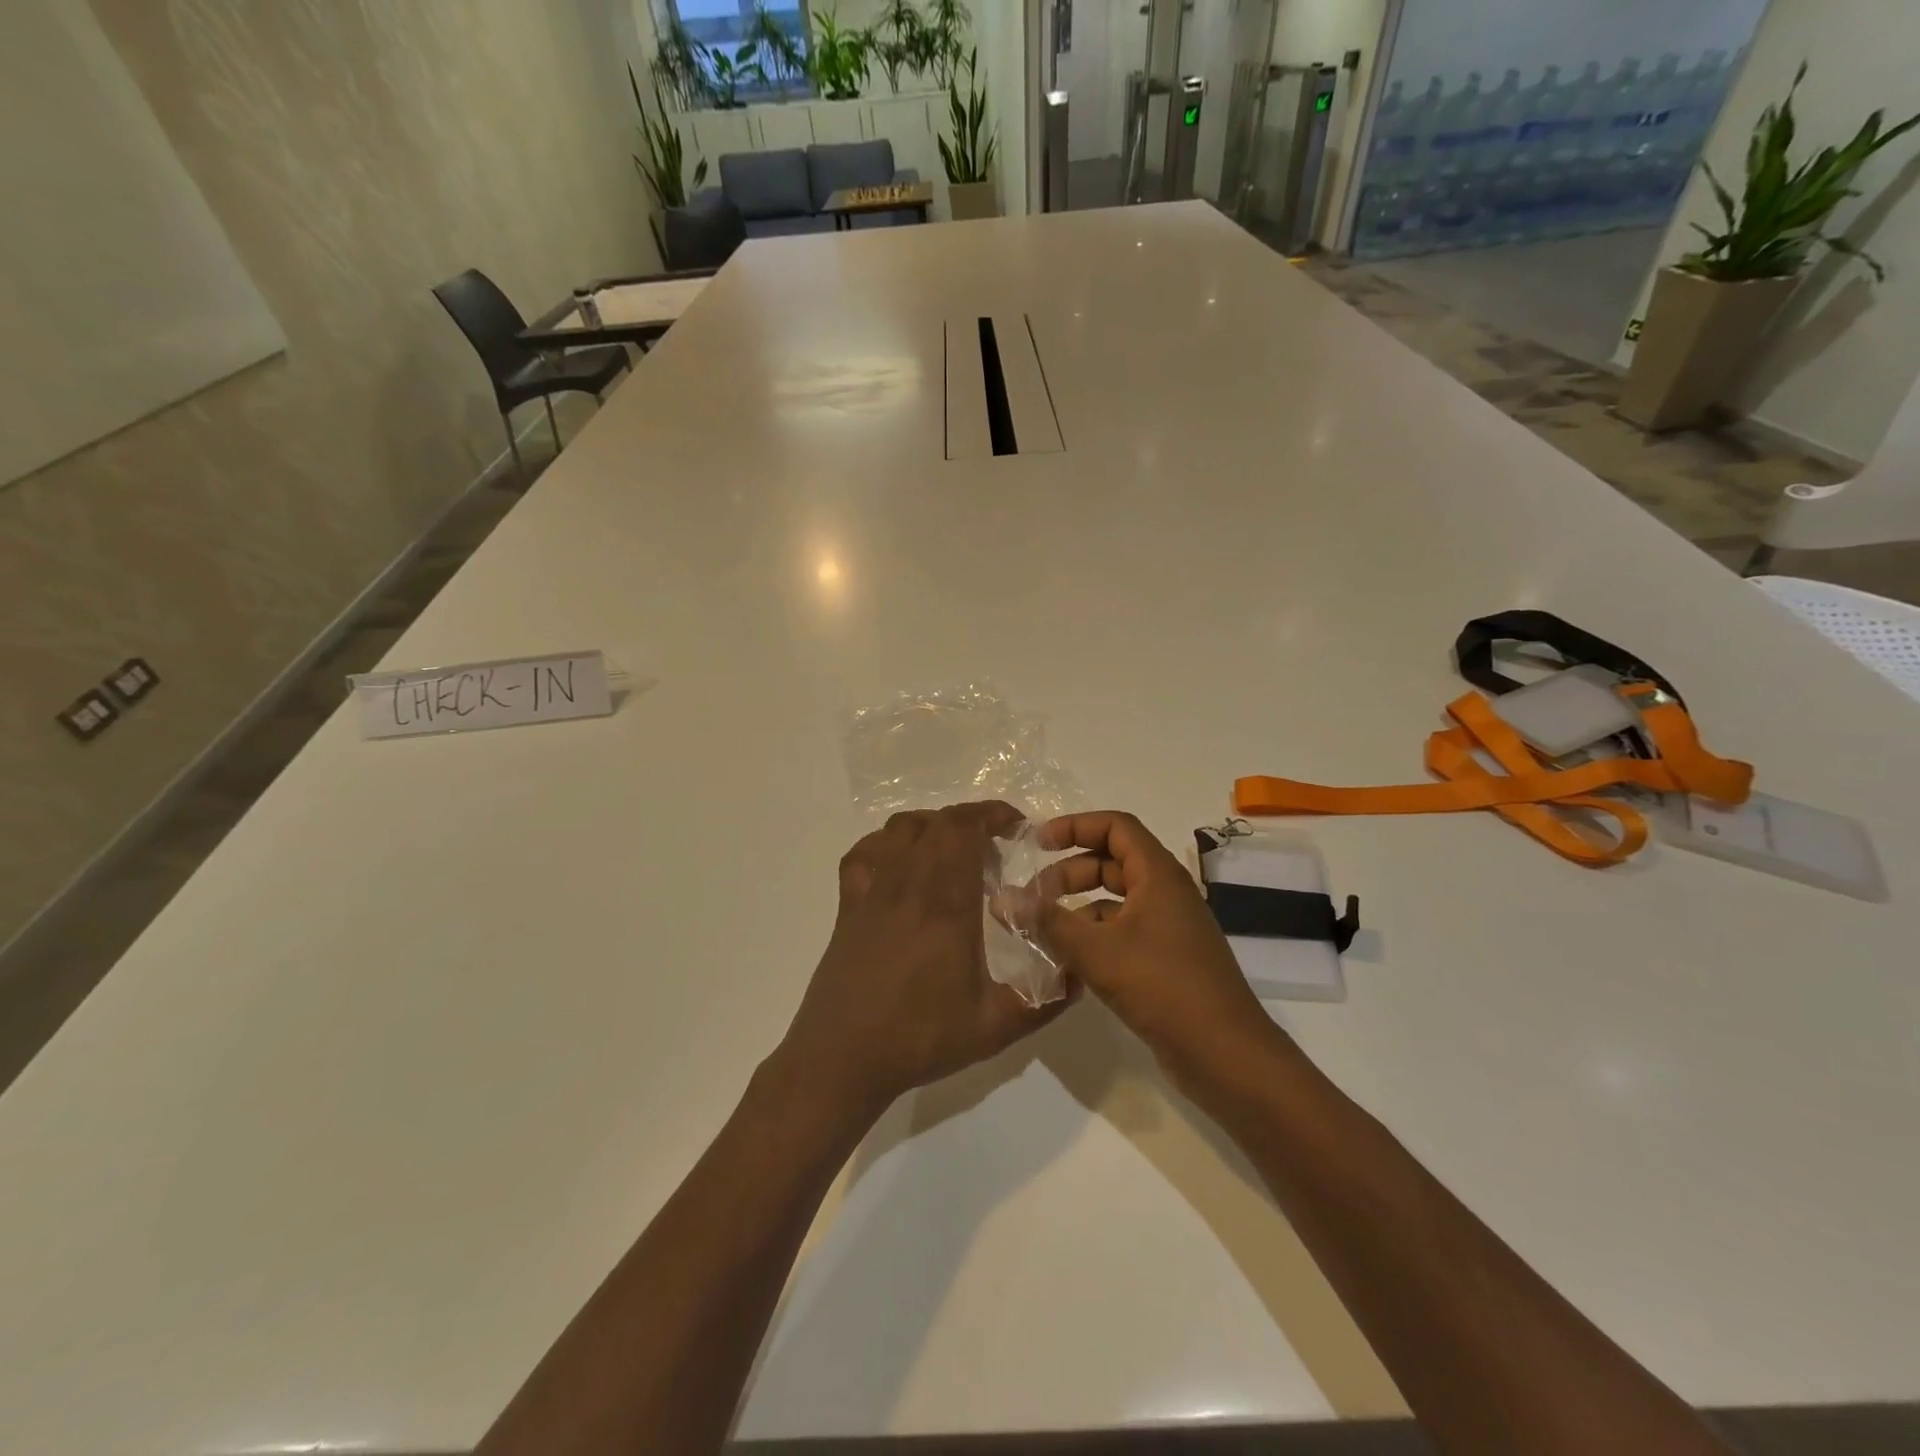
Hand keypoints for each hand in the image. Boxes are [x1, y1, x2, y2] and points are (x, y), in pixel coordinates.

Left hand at [777, 801, 1069, 1119]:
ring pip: (901, 829)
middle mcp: (907, 882)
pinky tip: (901, 867)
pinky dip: (888, 844)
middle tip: (995, 849)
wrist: (842, 1057)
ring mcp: (872, 890)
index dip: (993, 814)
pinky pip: (865, 852)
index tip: (1017, 826)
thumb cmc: (919, 1037)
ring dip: (933, 828)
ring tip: (953, 854)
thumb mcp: (994, 1026)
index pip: (965, 829)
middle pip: (938, 823)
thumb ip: (1043, 1000)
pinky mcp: (848, 905)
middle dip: (972, 822)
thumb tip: (1078, 978)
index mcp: (945, 901)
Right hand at [1033, 811, 1275, 1075]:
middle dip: (1069, 872)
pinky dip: (1093, 936)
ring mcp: (1169, 928)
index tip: (1038, 843)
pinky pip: (1123, 932)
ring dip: (1078, 908)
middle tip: (1033, 896)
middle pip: (1112, 862)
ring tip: (1042, 930)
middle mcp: (1166, 893)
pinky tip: (1067, 962)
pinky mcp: (1166, 960)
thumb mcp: (1097, 951)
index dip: (1075, 826)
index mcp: (1158, 875)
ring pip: (1116, 900)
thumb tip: (1002, 899)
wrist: (1225, 1054)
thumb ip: (1047, 922)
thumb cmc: (1163, 986)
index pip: (1115, 826)